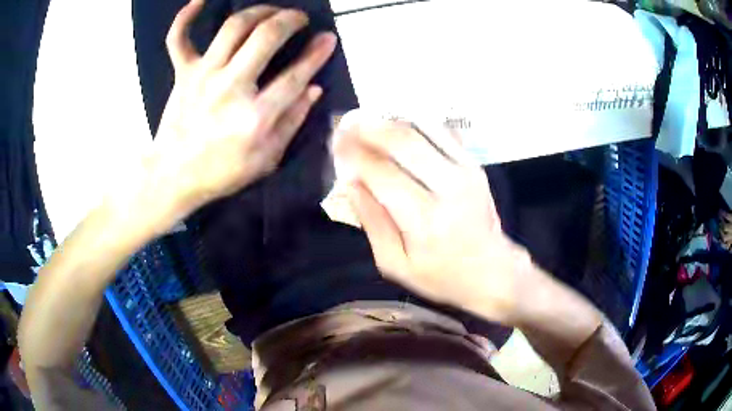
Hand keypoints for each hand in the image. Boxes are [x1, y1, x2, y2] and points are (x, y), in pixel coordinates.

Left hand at [148, 1, 336, 216]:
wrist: (173, 176)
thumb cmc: (221, 172)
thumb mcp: (266, 159)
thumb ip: (292, 122)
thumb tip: (313, 89)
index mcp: (254, 116)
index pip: (295, 74)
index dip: (317, 53)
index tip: (328, 38)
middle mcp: (229, 87)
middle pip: (266, 36)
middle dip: (289, 19)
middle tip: (299, 18)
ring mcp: (203, 76)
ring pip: (233, 27)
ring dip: (258, 11)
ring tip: (270, 11)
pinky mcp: (183, 73)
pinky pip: (179, 38)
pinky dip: (186, 17)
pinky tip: (200, 1)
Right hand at [333, 112, 536, 324]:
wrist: (492, 271)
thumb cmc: (440, 275)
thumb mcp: (395, 264)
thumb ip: (371, 223)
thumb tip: (350, 183)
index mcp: (424, 221)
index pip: (381, 173)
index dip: (353, 154)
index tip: (334, 144)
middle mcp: (448, 189)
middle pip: (402, 142)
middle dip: (368, 128)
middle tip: (346, 124)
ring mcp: (466, 172)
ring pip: (422, 129)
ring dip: (390, 120)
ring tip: (366, 120)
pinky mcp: (474, 165)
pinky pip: (442, 131)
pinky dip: (415, 122)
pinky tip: (396, 123)